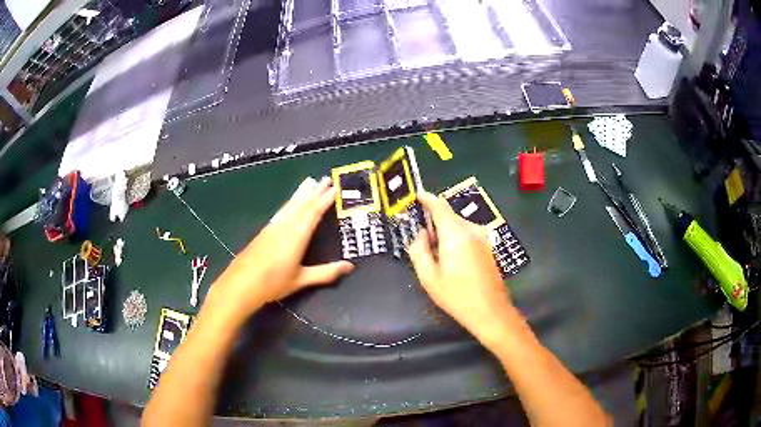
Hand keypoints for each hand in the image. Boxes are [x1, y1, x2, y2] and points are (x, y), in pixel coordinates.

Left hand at [211, 177, 353, 315]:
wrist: (241, 283)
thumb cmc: (273, 283)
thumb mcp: (301, 280)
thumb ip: (326, 272)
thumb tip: (349, 266)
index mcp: (296, 236)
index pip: (313, 213)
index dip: (324, 200)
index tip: (334, 188)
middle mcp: (285, 227)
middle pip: (302, 205)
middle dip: (315, 191)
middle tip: (326, 179)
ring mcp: (273, 227)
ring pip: (290, 206)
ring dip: (301, 193)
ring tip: (310, 182)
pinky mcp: (265, 231)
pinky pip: (282, 211)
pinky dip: (290, 203)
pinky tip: (290, 202)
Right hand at [408, 192, 514, 346]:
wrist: (490, 311)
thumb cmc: (456, 296)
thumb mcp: (429, 277)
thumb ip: (419, 250)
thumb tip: (421, 234)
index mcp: (455, 234)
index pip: (440, 206)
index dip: (427, 199)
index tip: (417, 196)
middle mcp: (471, 231)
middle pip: (449, 216)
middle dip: (434, 220)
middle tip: (421, 237)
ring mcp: (483, 239)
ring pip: (459, 225)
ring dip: (445, 231)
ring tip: (435, 253)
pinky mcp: (488, 248)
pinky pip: (468, 234)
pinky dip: (456, 238)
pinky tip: (452, 259)